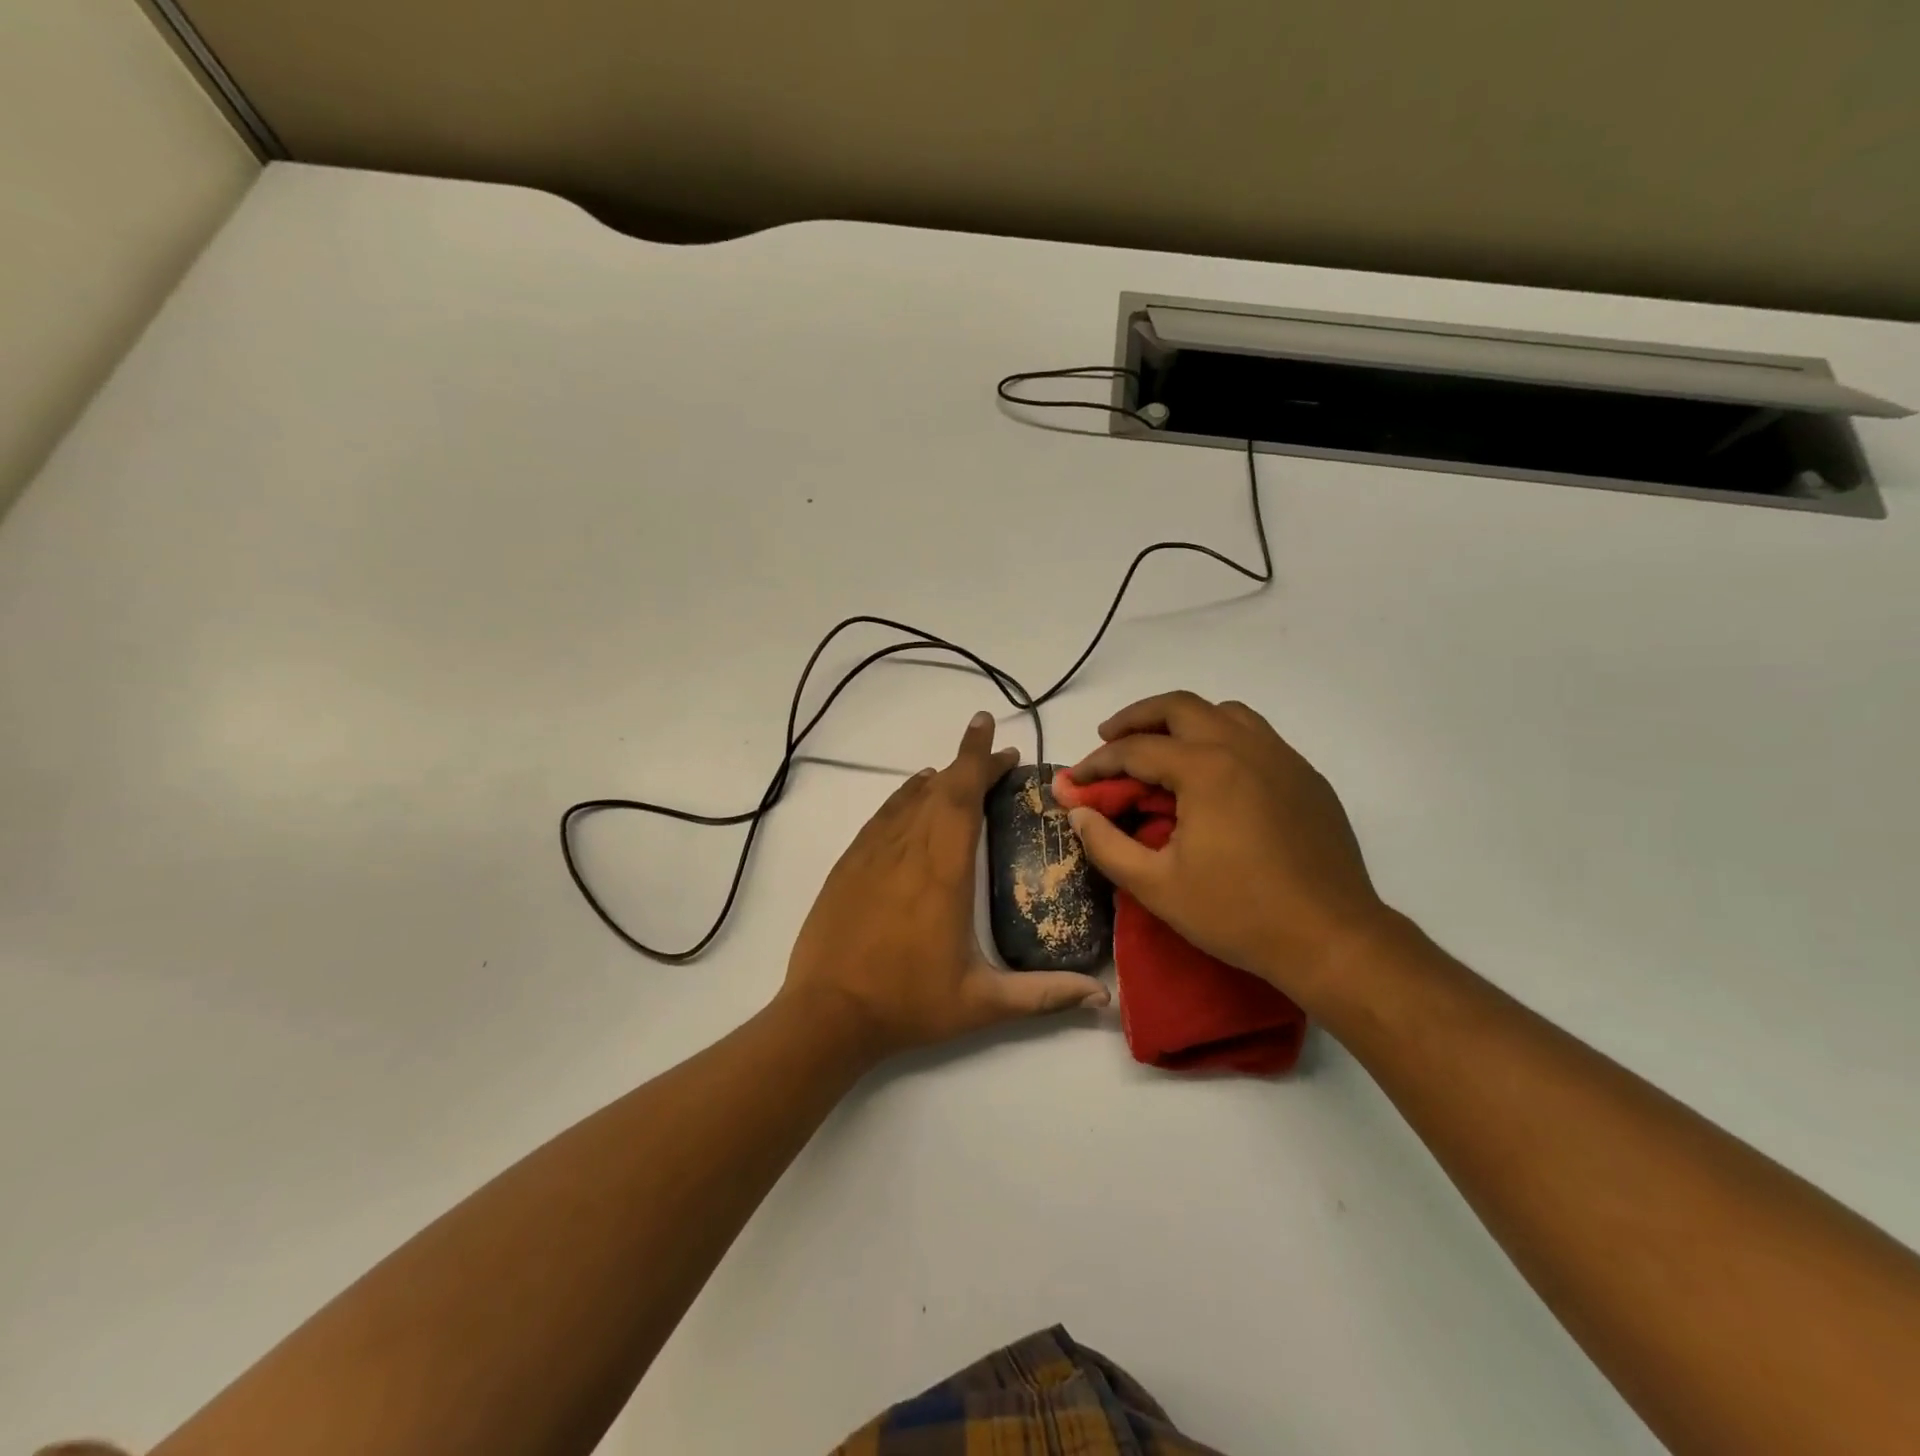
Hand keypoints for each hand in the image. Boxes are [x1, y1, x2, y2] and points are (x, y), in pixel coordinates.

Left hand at [781, 711, 1109, 1061]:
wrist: (826, 1014)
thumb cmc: (908, 1004)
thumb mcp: (982, 1004)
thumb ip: (1043, 994)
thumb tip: (1101, 996)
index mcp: (943, 871)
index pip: (962, 797)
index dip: (978, 759)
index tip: (991, 729)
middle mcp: (907, 849)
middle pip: (939, 788)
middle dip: (969, 762)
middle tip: (998, 755)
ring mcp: (872, 853)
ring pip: (909, 797)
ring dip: (939, 778)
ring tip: (961, 773)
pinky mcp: (849, 863)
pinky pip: (884, 815)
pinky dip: (905, 797)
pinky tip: (914, 798)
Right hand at [1064, 691, 1391, 1002]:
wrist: (1332, 938)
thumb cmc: (1238, 913)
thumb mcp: (1156, 887)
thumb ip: (1106, 846)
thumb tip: (1078, 814)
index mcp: (1206, 769)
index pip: (1135, 750)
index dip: (1097, 763)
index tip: (1075, 782)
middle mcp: (1244, 747)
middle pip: (1179, 707)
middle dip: (1136, 718)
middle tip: (1109, 738)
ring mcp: (1281, 758)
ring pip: (1223, 713)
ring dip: (1183, 720)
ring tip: (1160, 747)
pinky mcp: (1305, 777)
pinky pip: (1256, 736)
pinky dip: (1222, 738)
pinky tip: (1213, 775)